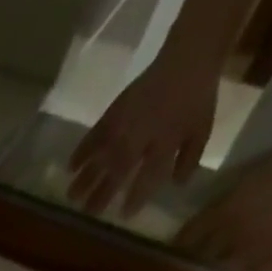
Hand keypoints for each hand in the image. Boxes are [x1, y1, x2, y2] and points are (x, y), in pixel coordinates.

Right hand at [69, 55, 220, 217]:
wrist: (188, 56)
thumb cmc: (196, 97)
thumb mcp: (202, 128)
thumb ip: (190, 157)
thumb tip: (177, 184)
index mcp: (166, 141)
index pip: (148, 176)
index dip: (136, 196)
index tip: (124, 214)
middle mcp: (141, 135)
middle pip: (119, 170)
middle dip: (102, 193)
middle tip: (88, 213)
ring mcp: (125, 123)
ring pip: (103, 154)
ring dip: (85, 178)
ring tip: (71, 196)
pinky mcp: (115, 111)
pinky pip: (95, 134)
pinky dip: (82, 151)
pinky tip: (70, 167)